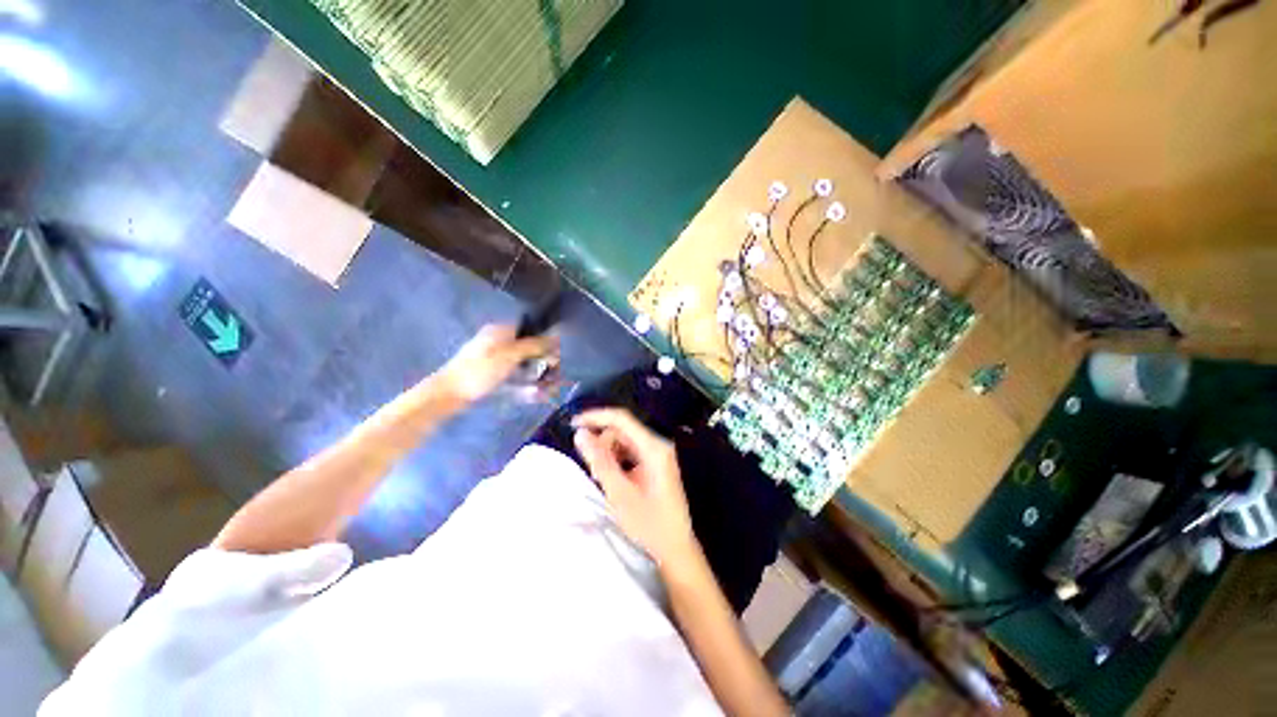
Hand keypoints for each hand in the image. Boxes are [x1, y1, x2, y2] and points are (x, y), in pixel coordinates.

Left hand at [436, 324, 558, 404]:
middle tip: (553, 378)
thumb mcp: (509, 355)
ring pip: (524, 365)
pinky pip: (516, 377)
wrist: (448, 394)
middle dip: (544, 364)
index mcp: (501, 331)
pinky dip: (525, 384)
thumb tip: (555, 336)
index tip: (556, 359)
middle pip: (530, 349)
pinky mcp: (493, 375)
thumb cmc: (480, 371)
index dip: (547, 343)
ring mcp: (495, 359)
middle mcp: (500, 342)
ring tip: (545, 390)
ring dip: (537, 376)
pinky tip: (532, 394)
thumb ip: (534, 345)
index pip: (532, 331)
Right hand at [572, 409, 698, 570]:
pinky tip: (612, 479)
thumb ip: (599, 461)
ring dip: (608, 454)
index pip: (621, 418)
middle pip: (622, 431)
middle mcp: (658, 445)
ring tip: (601, 478)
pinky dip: (617, 461)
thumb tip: (581, 434)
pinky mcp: (656, 464)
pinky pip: (631, 452)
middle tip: (592, 470)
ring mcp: (658, 454)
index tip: (573, 424)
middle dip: (602, 443)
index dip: (596, 417)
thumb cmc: (649, 524)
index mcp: (653, 447)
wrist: (676, 549)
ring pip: (625, 442)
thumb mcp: (619, 493)